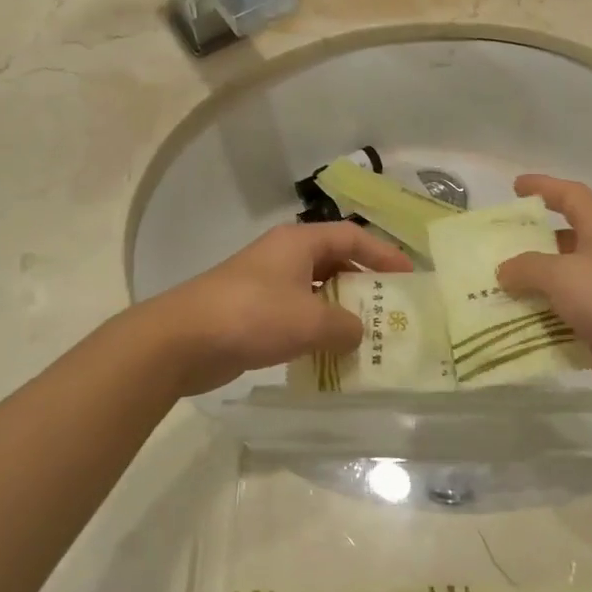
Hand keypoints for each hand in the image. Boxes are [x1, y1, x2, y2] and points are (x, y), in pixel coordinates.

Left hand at [141, 223, 411, 395]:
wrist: (182, 340)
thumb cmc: (252, 316)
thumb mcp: (309, 321)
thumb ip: (344, 326)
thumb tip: (358, 332)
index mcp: (298, 243)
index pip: (351, 236)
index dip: (383, 253)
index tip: (408, 277)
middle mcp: (283, 257)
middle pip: (334, 262)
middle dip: (363, 284)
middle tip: (391, 311)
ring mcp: (265, 285)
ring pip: (315, 292)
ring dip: (340, 312)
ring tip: (367, 337)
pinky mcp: (251, 314)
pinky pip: (296, 316)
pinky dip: (316, 331)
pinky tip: (330, 355)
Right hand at [496, 174, 591, 410]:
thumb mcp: (561, 273)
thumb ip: (527, 268)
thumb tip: (504, 270)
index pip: (571, 196)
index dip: (544, 187)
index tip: (515, 187)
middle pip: (559, 244)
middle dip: (526, 247)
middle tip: (490, 252)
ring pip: (556, 287)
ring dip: (526, 291)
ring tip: (487, 294)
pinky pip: (559, 322)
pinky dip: (536, 325)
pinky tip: (506, 330)